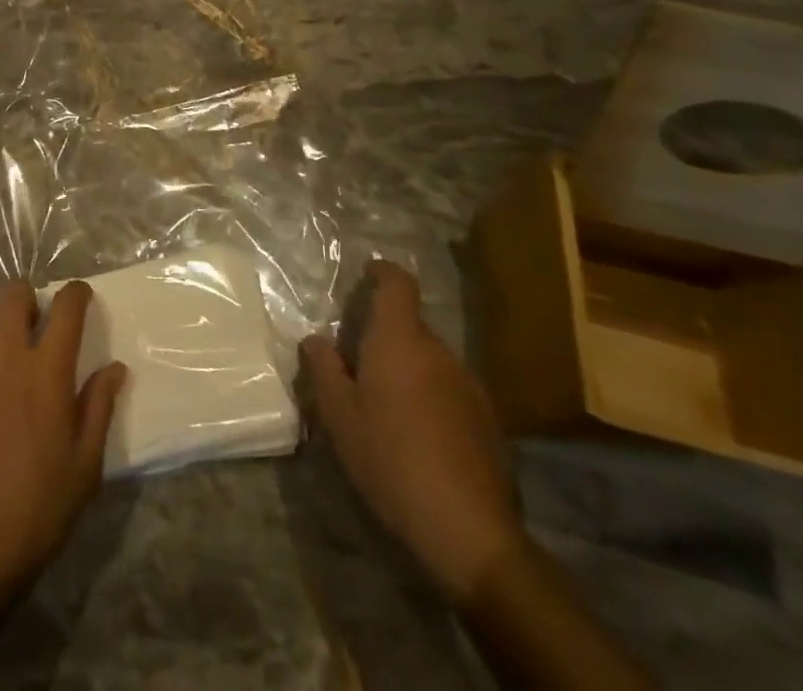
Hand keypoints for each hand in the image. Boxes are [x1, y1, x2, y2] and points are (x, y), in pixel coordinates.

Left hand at [0, 280, 127, 599]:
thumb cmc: (33, 510)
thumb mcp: (83, 468)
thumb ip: (98, 409)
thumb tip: (115, 368)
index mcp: (47, 371)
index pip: (66, 309)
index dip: (76, 294)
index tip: (80, 296)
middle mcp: (5, 355)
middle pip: (15, 295)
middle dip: (28, 300)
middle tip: (35, 326)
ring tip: (0, 361)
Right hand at [301, 261, 523, 601]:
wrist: (468, 529)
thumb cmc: (390, 457)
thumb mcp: (338, 414)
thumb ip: (323, 368)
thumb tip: (315, 339)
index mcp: (400, 340)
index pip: (398, 284)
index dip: (382, 272)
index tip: (366, 274)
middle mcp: (439, 352)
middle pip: (411, 325)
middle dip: (385, 334)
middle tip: (357, 362)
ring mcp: (469, 386)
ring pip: (430, 360)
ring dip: (408, 368)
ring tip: (384, 403)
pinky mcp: (487, 422)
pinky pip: (449, 390)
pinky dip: (429, 397)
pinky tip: (416, 434)